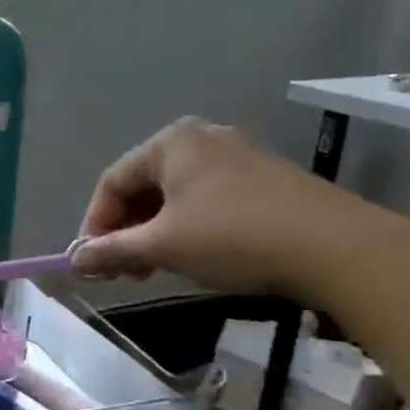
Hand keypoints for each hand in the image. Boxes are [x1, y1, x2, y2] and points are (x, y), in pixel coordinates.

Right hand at [71, 119, 366, 295]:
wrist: (335, 247)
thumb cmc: (233, 236)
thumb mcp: (162, 246)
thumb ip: (112, 251)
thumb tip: (73, 261)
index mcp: (170, 142)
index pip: (112, 182)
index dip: (94, 224)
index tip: (90, 262)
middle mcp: (201, 139)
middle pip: (144, 187)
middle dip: (125, 231)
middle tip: (120, 270)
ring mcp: (237, 157)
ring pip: (175, 197)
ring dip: (154, 234)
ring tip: (152, 270)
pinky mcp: (264, 180)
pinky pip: (206, 201)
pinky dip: (187, 229)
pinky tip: (192, 258)